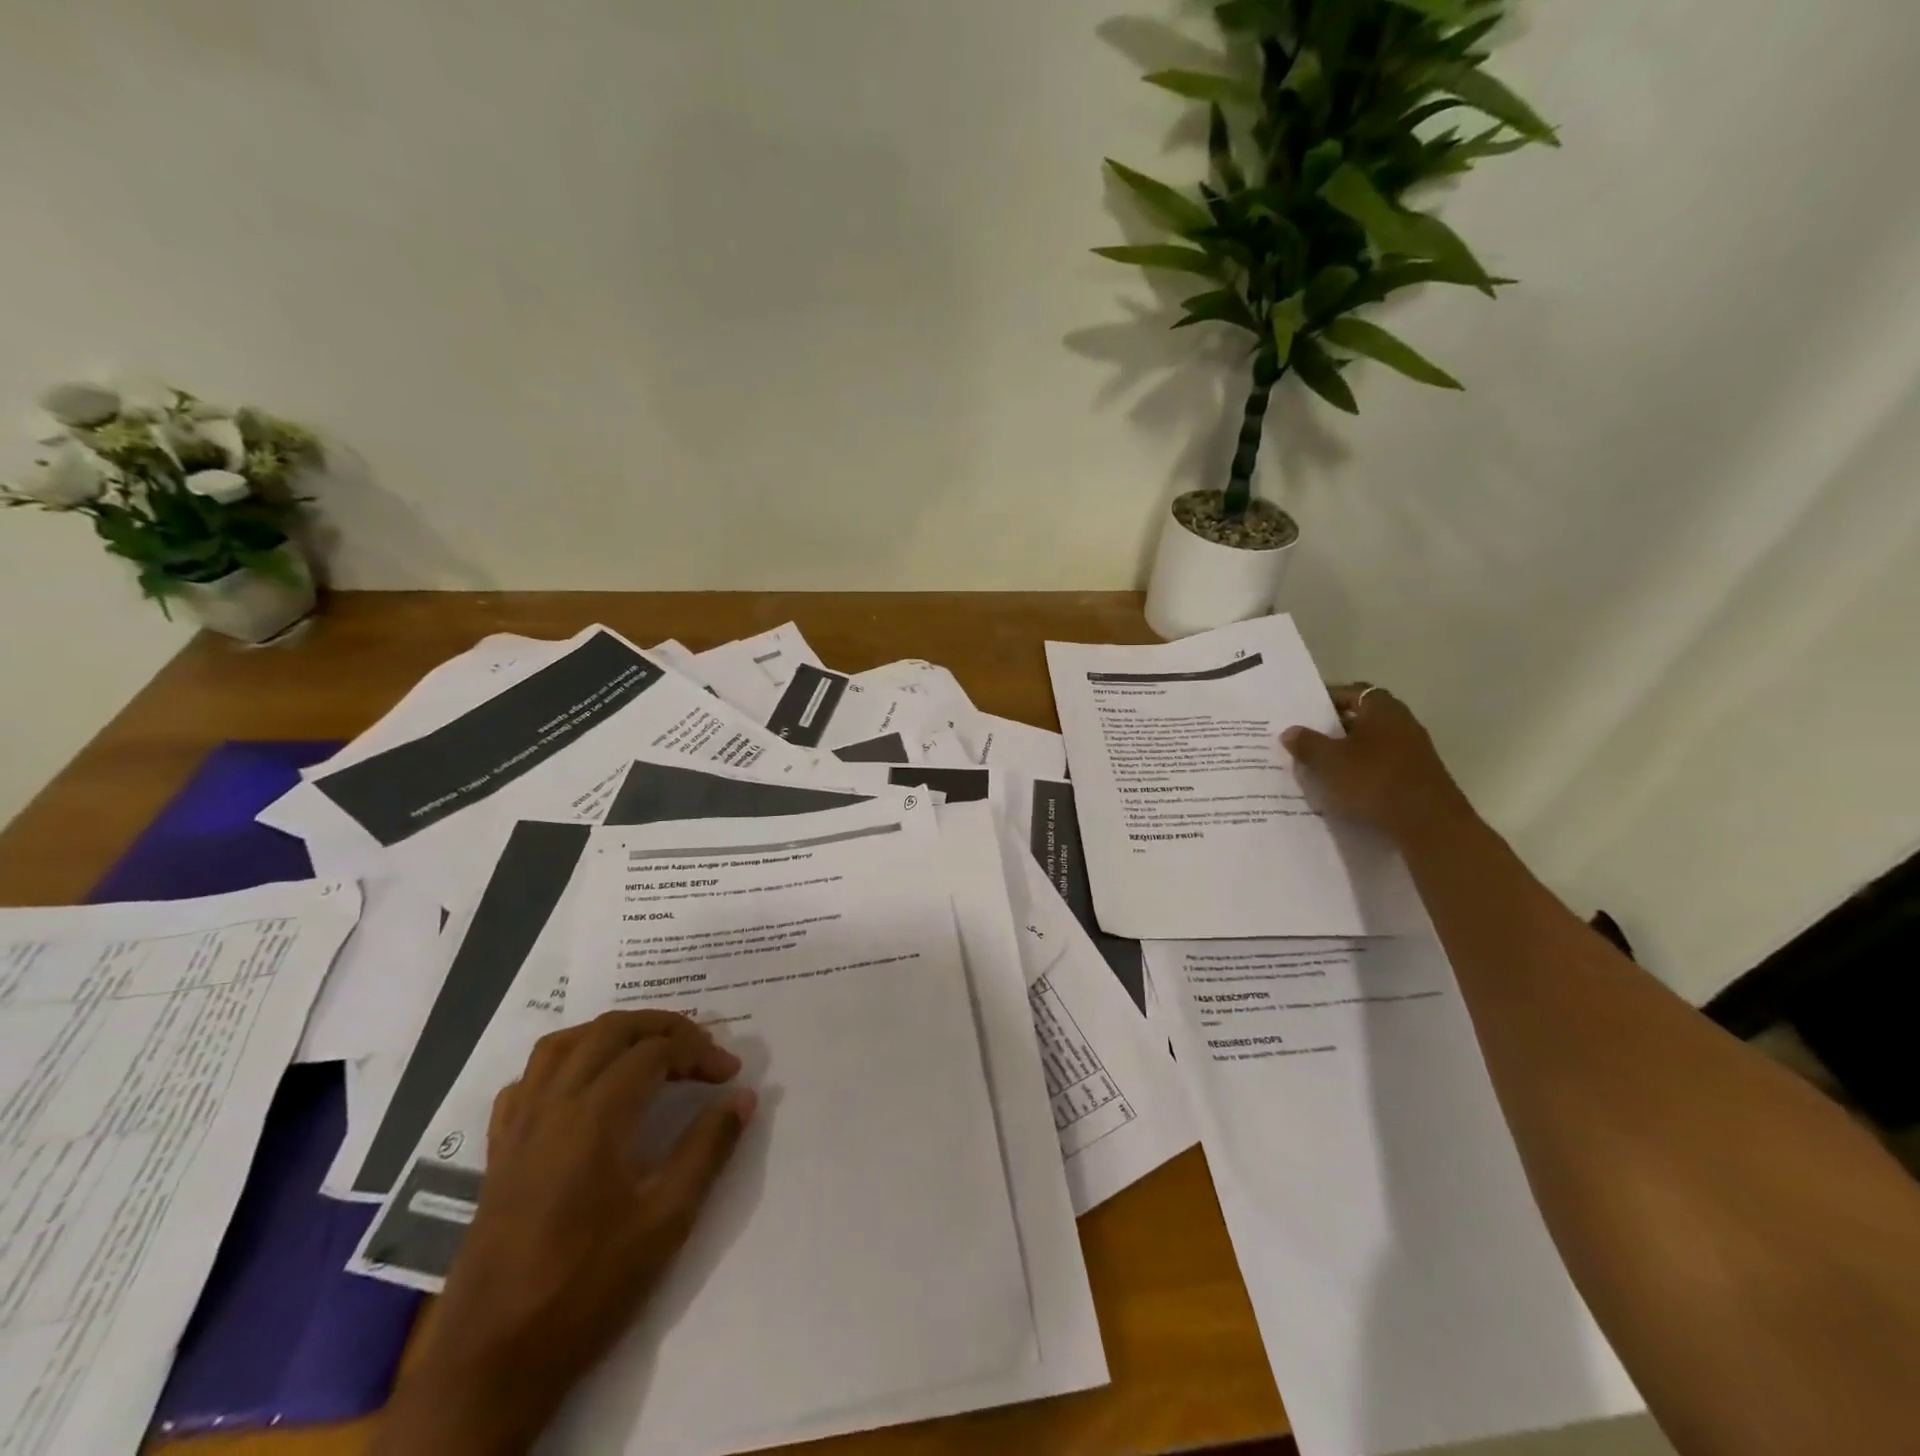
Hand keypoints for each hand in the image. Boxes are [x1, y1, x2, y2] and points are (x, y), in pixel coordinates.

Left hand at [374, 1011, 755, 1454]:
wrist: (491, 1363)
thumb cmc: (587, 1288)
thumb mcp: (666, 1221)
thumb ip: (708, 1149)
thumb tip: (743, 1097)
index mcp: (595, 1115)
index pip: (656, 1052)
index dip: (700, 1052)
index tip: (730, 1075)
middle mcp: (554, 1104)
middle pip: (611, 1030)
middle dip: (663, 1027)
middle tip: (700, 1048)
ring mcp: (520, 1125)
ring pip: (564, 1043)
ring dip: (612, 1033)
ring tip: (648, 1050)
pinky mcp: (500, 1151)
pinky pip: (529, 1080)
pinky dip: (564, 1063)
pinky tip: (584, 1086)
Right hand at [1281, 683, 1472, 842]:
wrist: (1429, 826)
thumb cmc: (1373, 782)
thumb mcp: (1328, 762)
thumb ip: (1306, 743)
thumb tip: (1291, 731)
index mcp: (1382, 709)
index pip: (1352, 692)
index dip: (1327, 700)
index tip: (1304, 713)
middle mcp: (1402, 724)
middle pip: (1362, 719)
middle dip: (1333, 729)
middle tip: (1305, 741)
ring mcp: (1413, 752)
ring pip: (1371, 745)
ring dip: (1347, 753)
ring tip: (1319, 768)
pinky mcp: (1417, 778)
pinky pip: (1381, 767)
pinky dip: (1361, 773)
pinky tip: (1343, 790)